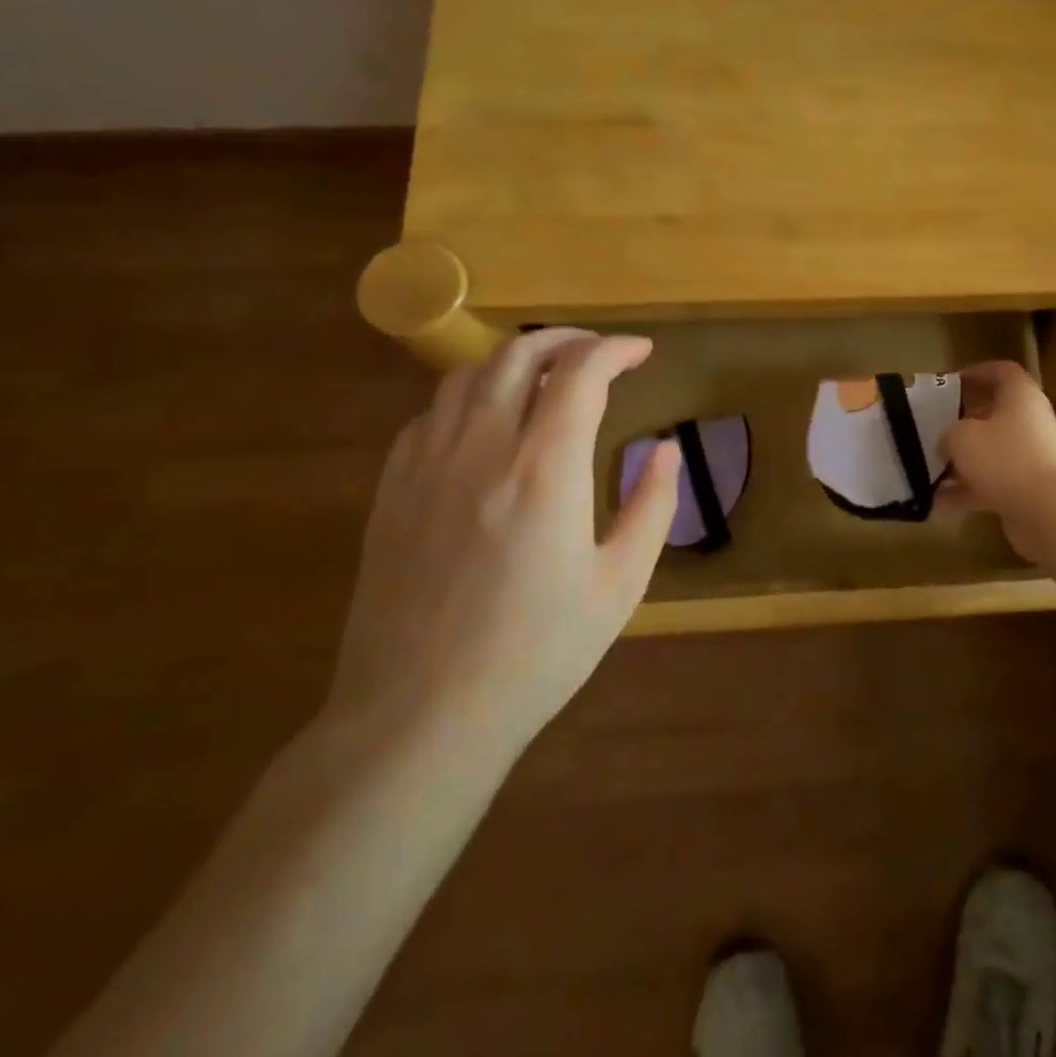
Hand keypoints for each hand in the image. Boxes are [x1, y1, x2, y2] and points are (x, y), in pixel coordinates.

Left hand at [328, 330, 681, 752]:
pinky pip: (429, 416)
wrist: (420, 717)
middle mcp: (481, 450)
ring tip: (545, 375)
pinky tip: (486, 422)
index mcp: (544, 470)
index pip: (580, 374)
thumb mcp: (620, 584)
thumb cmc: (537, 653)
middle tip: (598, 351)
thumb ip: (652, 505)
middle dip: (565, 339)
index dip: (615, 349)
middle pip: (517, 356)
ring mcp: (426, 467)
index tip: (642, 352)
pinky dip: (468, 397)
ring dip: (513, 360)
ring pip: (466, 376)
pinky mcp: (390, 492)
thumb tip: (665, 448)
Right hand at [938, 361, 1055, 560]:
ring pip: (990, 452)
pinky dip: (966, 492)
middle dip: (963, 422)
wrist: (1048, 511)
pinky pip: (991, 484)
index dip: (977, 372)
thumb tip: (947, 443)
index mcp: (1020, 396)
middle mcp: (1029, 422)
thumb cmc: (1004, 458)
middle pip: (994, 413)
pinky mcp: (1027, 489)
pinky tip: (937, 505)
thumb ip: (948, 433)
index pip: (1002, 371)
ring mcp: (1030, 457)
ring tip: (929, 469)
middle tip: (934, 427)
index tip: (951, 382)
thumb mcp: (961, 436)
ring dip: (961, 462)